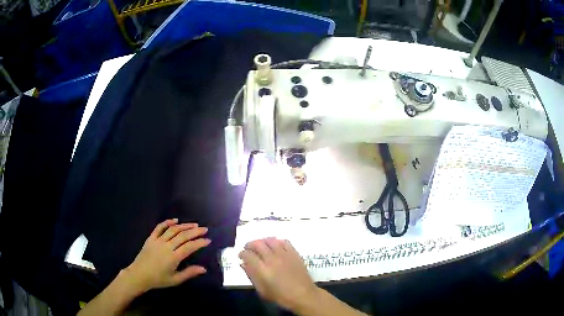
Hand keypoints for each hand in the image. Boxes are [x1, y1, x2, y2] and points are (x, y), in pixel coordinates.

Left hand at [124, 219, 210, 293]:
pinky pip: (159, 227)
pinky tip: (175, 220)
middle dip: (195, 231)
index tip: (208, 240)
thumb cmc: (158, 280)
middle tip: (205, 229)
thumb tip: (204, 269)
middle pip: (183, 236)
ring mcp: (158, 241)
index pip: (189, 247)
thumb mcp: (175, 280)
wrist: (139, 275)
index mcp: (173, 257)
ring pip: (173, 230)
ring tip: (194, 224)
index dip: (200, 242)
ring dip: (184, 226)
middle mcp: (166, 246)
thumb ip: (189, 273)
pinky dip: (167, 222)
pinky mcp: (151, 238)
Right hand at [239, 238, 318, 310]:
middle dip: (250, 244)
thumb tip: (243, 264)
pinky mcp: (294, 253)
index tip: (241, 255)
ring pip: (270, 240)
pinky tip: (275, 246)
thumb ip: (252, 276)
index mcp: (263, 270)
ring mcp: (285, 255)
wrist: (303, 295)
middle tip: (248, 249)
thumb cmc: (281, 296)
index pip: (248, 255)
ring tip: (260, 246)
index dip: (242, 254)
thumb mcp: (262, 290)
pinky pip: (284, 242)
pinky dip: (277, 241)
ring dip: (262, 241)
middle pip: (258, 244)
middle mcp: (272, 259)